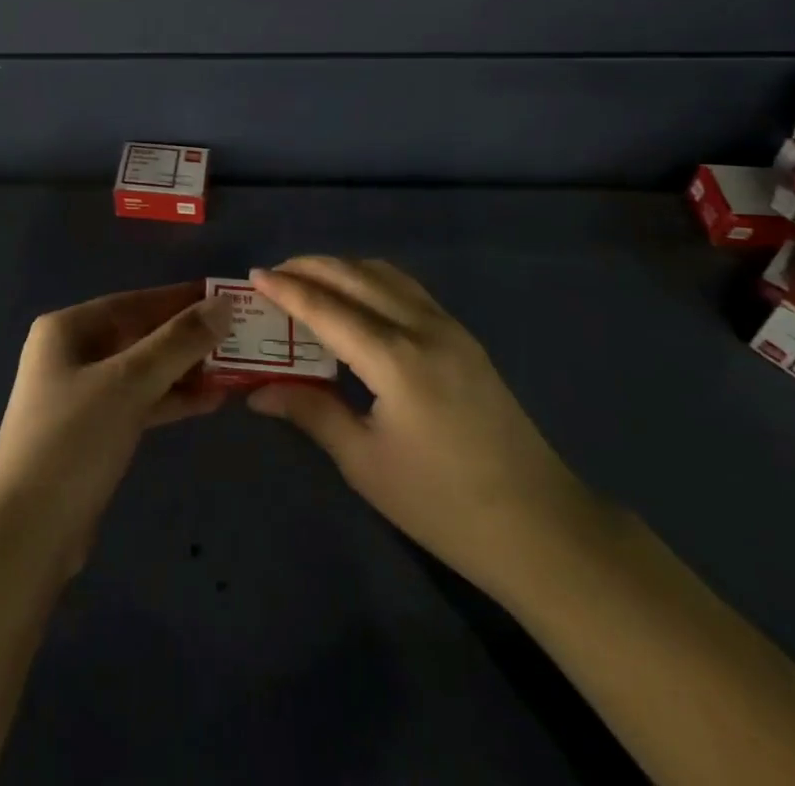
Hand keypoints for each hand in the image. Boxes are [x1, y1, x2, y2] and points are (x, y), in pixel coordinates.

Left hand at [0, 281, 231, 564]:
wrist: (25, 535)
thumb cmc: (73, 441)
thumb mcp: (129, 384)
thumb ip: (178, 342)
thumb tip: (224, 304)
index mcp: (68, 329)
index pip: (135, 301)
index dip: (181, 298)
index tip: (227, 297)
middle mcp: (71, 353)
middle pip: (139, 335)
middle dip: (187, 338)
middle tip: (239, 337)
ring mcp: (80, 395)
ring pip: (142, 370)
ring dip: (185, 371)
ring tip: (234, 370)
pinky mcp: (93, 432)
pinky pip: (139, 402)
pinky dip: (171, 400)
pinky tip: (210, 402)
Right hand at [246, 257, 603, 595]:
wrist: (540, 527)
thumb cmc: (442, 504)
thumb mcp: (366, 463)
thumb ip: (311, 413)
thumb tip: (257, 392)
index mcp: (395, 359)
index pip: (327, 309)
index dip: (287, 290)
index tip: (253, 275)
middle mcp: (422, 328)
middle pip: (357, 276)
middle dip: (311, 267)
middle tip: (274, 273)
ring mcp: (450, 328)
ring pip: (386, 275)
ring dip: (343, 268)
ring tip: (309, 280)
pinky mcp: (465, 338)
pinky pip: (408, 289)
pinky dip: (372, 280)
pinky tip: (358, 299)